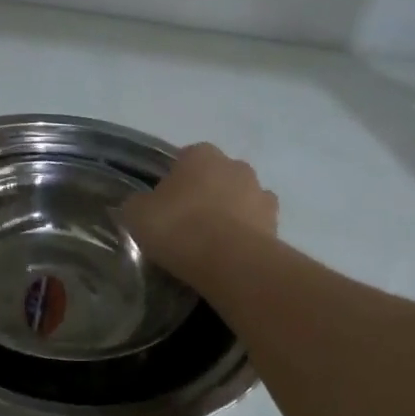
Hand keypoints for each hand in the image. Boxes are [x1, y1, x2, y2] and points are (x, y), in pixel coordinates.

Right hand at [122, 143, 277, 280]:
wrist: (229, 260)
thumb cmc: (178, 227)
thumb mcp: (137, 214)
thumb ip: (139, 203)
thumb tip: (142, 204)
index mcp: (201, 154)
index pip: (185, 158)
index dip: (174, 180)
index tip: (164, 204)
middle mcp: (235, 165)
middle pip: (216, 176)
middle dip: (205, 193)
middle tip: (186, 223)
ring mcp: (260, 192)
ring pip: (239, 198)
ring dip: (229, 212)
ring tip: (211, 243)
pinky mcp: (276, 222)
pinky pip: (255, 224)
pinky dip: (246, 234)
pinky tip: (231, 254)